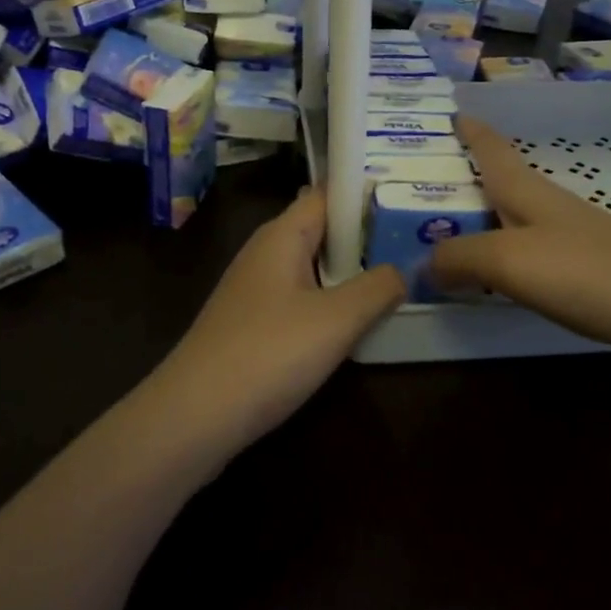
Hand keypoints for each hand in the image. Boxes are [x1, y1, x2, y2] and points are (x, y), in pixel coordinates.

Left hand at [144, 188, 405, 461]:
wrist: (193, 417)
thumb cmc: (268, 353)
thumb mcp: (336, 319)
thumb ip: (378, 288)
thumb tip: (403, 270)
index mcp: (283, 234)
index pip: (329, 194)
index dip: (366, 192)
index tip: (408, 199)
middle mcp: (267, 252)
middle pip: (323, 229)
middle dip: (366, 235)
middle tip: (416, 242)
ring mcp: (256, 289)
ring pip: (313, 267)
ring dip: (350, 272)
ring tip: (398, 278)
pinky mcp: (253, 324)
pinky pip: (301, 298)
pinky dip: (330, 302)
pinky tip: (355, 323)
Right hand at [429, 116, 610, 361]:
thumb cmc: (587, 271)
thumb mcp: (509, 262)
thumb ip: (460, 258)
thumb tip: (421, 263)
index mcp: (526, 190)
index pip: (490, 147)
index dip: (468, 129)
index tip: (447, 112)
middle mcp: (547, 204)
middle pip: (500, 179)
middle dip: (463, 176)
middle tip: (418, 185)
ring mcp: (572, 233)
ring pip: (515, 214)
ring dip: (482, 215)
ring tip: (448, 230)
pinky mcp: (590, 265)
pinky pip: (530, 247)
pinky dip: (504, 250)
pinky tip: (500, 273)